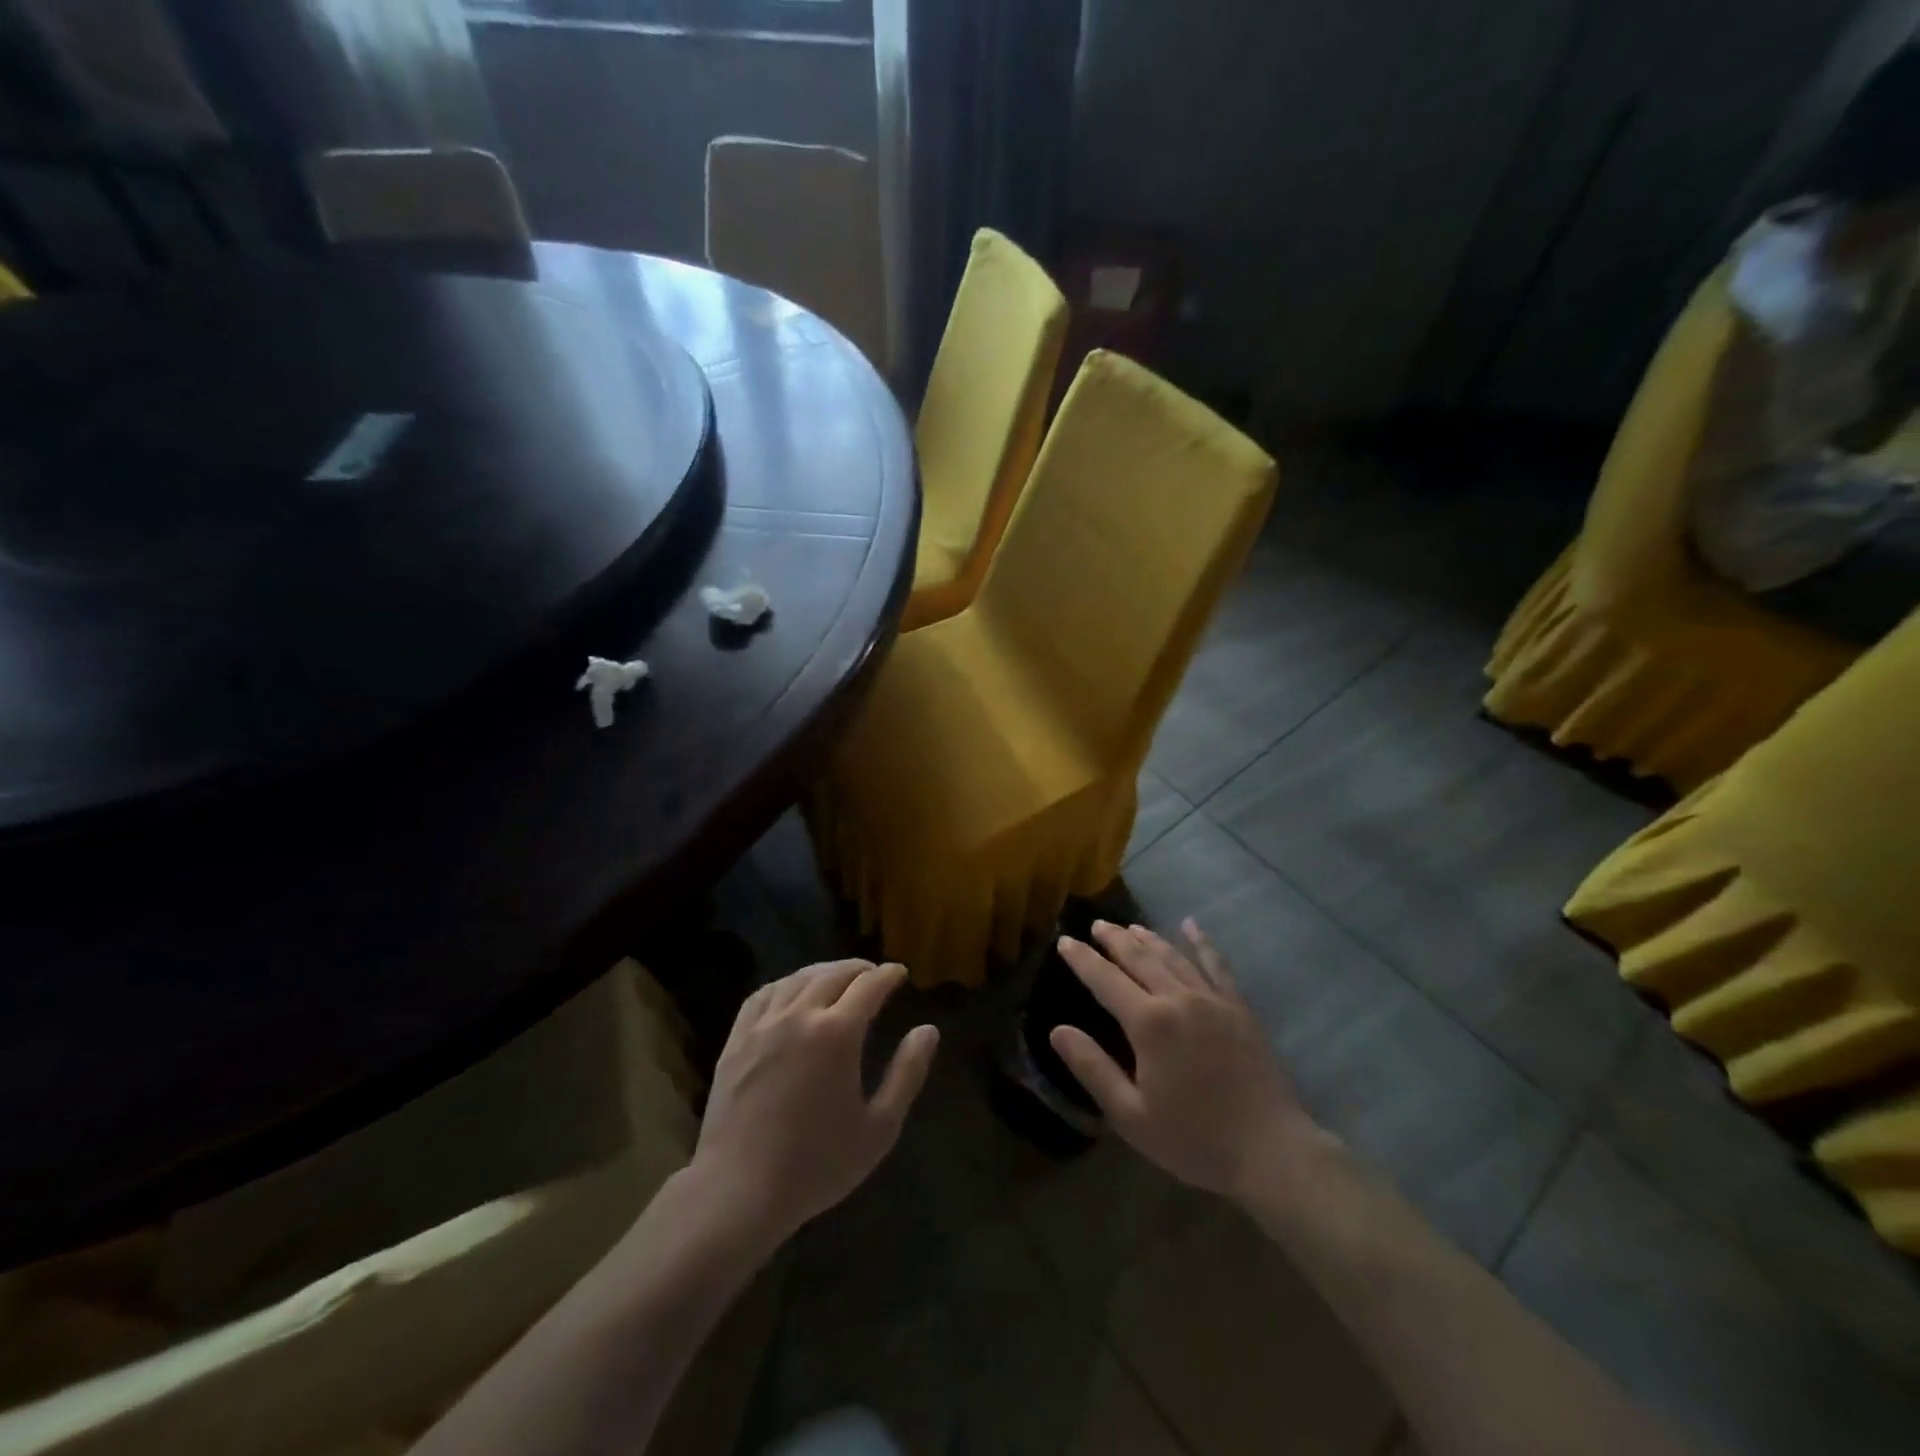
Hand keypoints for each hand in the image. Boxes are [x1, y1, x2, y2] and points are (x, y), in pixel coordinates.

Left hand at [692, 960, 938, 1242]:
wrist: (739, 1191)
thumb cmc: (817, 1165)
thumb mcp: (879, 1128)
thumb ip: (907, 1073)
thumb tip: (928, 1030)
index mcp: (837, 1033)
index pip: (869, 985)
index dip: (888, 974)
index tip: (900, 973)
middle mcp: (800, 1015)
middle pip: (833, 974)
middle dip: (859, 969)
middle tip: (874, 974)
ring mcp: (763, 1024)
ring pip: (798, 978)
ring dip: (824, 972)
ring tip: (838, 978)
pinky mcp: (737, 1039)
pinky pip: (764, 994)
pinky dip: (786, 984)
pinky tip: (792, 992)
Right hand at [1049, 920, 1319, 1200]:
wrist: (1271, 1151)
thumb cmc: (1194, 1139)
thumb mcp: (1131, 1115)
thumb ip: (1093, 1068)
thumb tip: (1057, 1030)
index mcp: (1149, 1024)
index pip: (1105, 980)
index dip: (1082, 959)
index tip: (1064, 941)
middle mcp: (1178, 999)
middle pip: (1139, 958)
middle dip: (1114, 939)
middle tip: (1096, 925)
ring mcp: (1212, 999)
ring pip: (1173, 956)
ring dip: (1148, 938)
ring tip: (1130, 926)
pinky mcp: (1239, 1008)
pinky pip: (1216, 965)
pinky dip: (1202, 942)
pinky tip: (1192, 926)